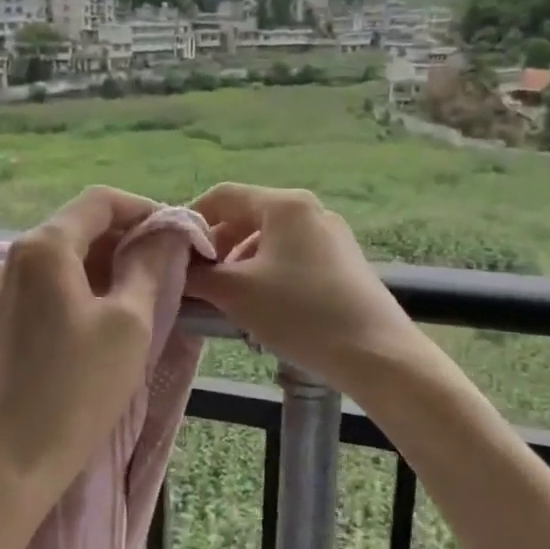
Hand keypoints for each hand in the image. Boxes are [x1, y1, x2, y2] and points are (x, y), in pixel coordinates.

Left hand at [0, 187, 180, 525]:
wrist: (7, 463)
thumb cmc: (75, 390)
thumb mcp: (129, 324)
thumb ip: (149, 267)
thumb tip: (167, 233)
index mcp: (44, 245)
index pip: (100, 201)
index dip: (145, 210)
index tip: (180, 236)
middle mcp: (15, 255)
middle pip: (80, 226)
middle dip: (128, 238)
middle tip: (170, 268)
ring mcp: (1, 288)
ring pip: (65, 257)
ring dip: (108, 265)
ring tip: (147, 294)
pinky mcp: (1, 319)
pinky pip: (49, 285)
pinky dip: (84, 287)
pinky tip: (108, 318)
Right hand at [185, 183, 426, 394]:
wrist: (375, 353)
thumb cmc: (300, 313)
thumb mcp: (236, 293)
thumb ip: (198, 275)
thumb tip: (175, 268)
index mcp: (284, 204)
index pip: (224, 195)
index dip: (192, 219)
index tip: (173, 252)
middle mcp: (309, 210)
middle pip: (247, 216)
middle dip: (217, 246)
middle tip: (197, 280)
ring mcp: (331, 236)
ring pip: (269, 239)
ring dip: (240, 263)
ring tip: (226, 299)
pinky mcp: (343, 262)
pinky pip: (291, 257)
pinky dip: (266, 273)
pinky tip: (261, 306)